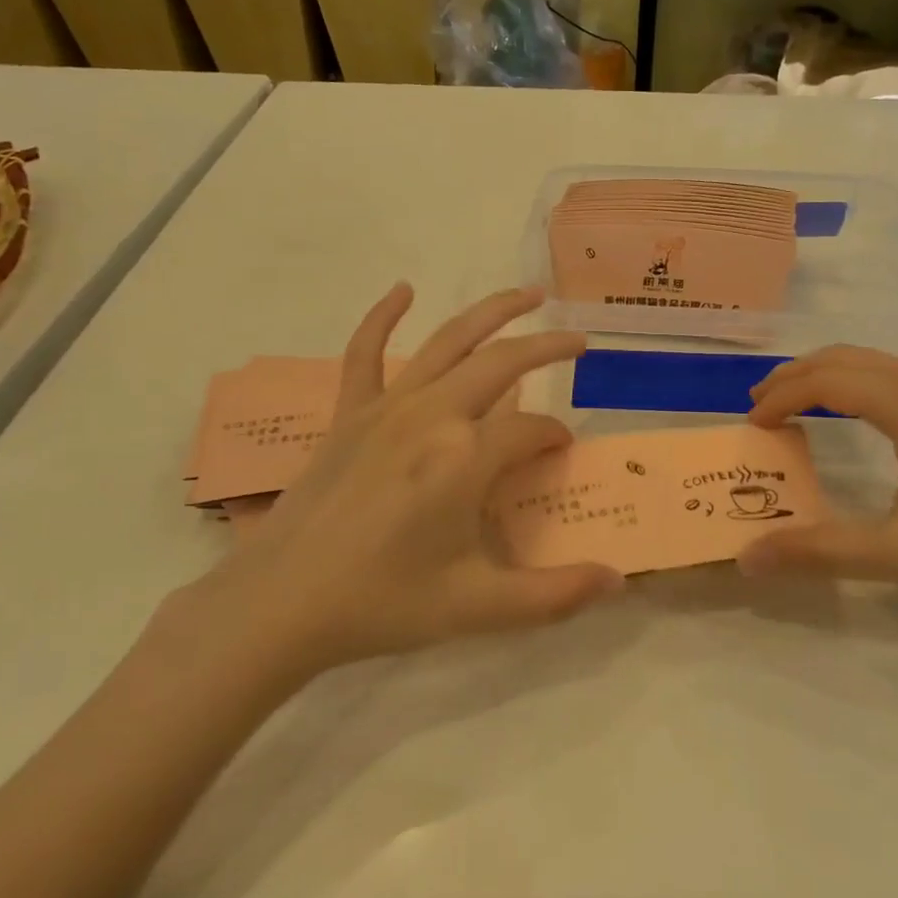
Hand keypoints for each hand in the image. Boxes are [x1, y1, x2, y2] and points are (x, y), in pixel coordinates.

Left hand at [177, 285, 623, 680]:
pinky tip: (403, 290)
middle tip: (578, 341)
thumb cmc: (383, 603)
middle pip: (502, 363)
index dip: (554, 440)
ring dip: (492, 311)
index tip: (561, 457)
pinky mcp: (349, 413)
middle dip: (546, 347)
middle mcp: (432, 415)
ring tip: (529, 294)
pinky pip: (365, 353)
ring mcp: (386, 407)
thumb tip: (618, 581)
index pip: (531, 431)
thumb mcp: (477, 607)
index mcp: (466, 457)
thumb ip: (554, 594)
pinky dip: (383, 317)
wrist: (280, 605)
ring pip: (449, 341)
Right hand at [742, 347, 897, 612]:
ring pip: (872, 361)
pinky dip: (856, 383)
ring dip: (826, 377)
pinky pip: (895, 374)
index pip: (826, 381)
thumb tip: (749, 558)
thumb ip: (820, 551)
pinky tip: (852, 413)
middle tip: (760, 407)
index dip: (782, 398)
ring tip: (794, 406)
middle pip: (845, 358)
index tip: (753, 426)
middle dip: (795, 377)